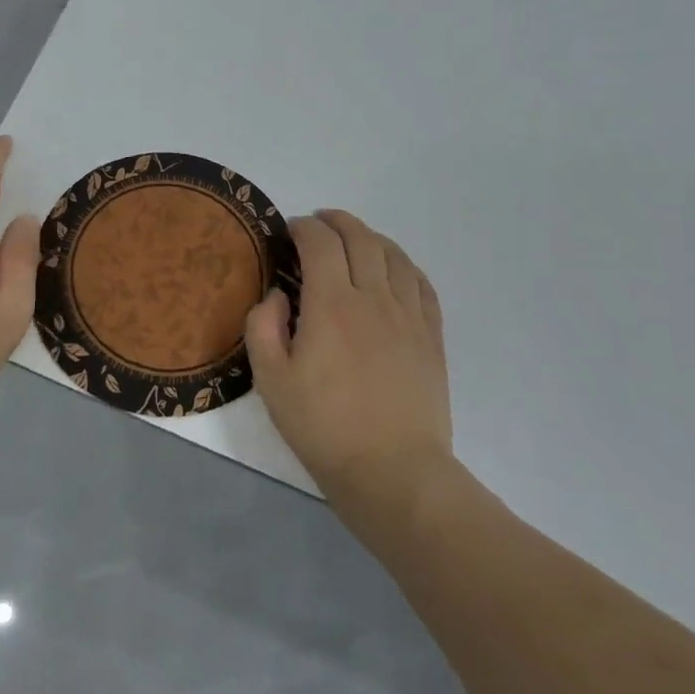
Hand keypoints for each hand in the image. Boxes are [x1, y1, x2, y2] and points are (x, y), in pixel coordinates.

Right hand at [244, 210, 454, 501]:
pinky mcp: (430, 336)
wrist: (392, 471)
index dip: (303, 227)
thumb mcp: (271, 380)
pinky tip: (393, 269)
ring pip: (394, 255)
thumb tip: (279, 294)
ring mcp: (408, 316)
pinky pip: (421, 283)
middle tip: (318, 222)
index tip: (288, 231)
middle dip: (336, 221)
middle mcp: (373, 298)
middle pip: (360, 238)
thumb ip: (263, 326)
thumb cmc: (323, 427)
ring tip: (354, 238)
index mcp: (331, 305)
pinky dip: (403, 264)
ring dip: (371, 237)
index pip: (320, 243)